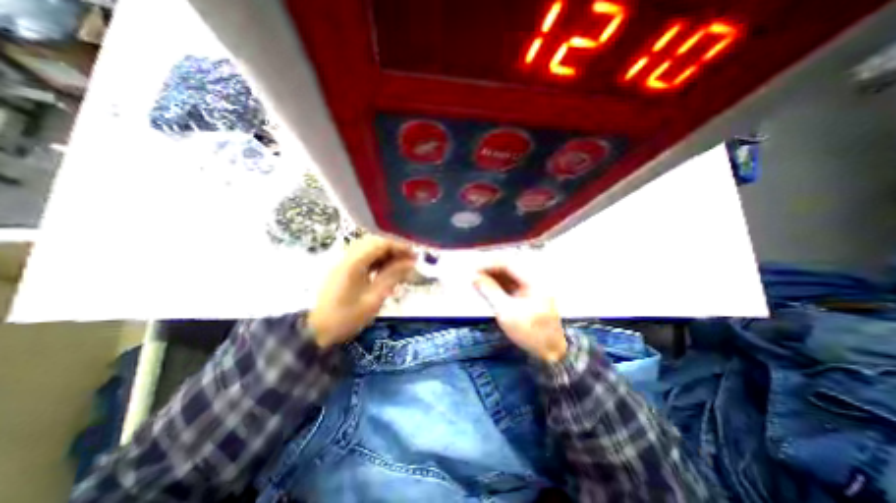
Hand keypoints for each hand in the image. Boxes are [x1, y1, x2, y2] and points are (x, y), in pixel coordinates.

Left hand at [308, 237, 415, 346]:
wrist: (317, 332)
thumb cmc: (347, 317)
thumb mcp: (374, 299)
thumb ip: (392, 276)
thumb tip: (410, 262)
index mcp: (354, 263)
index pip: (380, 243)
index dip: (400, 246)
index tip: (415, 255)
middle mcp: (348, 257)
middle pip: (375, 242)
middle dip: (394, 248)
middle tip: (409, 260)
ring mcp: (344, 262)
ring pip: (370, 249)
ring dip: (386, 254)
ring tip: (401, 266)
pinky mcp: (344, 269)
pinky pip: (364, 257)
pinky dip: (378, 261)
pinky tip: (386, 270)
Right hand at [470, 266, 564, 361]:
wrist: (551, 353)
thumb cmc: (529, 333)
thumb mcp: (506, 312)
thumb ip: (490, 292)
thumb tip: (475, 278)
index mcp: (533, 281)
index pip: (509, 263)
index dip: (490, 264)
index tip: (474, 269)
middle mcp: (534, 280)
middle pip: (510, 267)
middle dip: (491, 269)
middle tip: (474, 274)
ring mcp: (532, 288)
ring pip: (510, 276)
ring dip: (494, 277)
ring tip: (478, 281)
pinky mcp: (529, 296)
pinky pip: (512, 285)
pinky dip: (499, 285)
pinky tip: (488, 288)